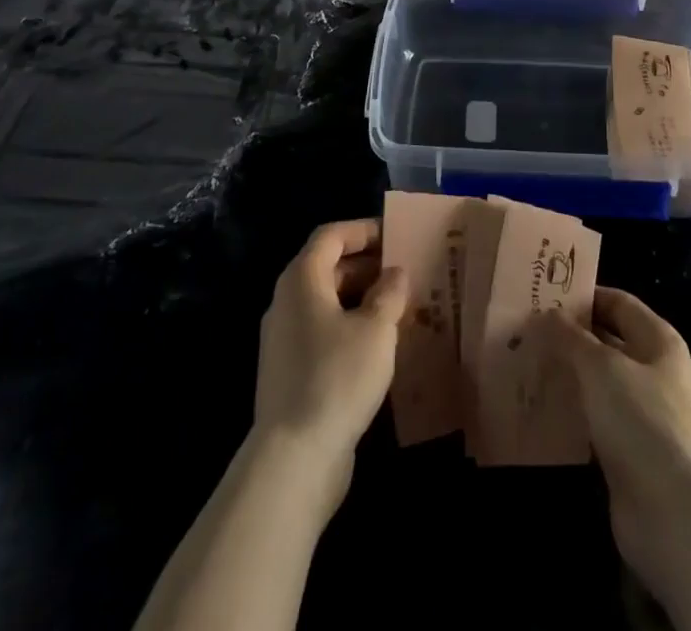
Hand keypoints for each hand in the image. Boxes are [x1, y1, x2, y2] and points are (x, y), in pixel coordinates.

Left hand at [254, 218, 407, 459]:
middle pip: (327, 267)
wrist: (293, 460)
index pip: (331, 236)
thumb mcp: (376, 329)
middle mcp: (287, 302)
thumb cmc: (337, 377)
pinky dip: (351, 327)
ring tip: (400, 307)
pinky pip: (324, 332)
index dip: (363, 230)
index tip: (396, 235)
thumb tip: (395, 273)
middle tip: (405, 271)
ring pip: (327, 303)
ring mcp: (285, 340)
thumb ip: (389, 293)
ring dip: (362, 299)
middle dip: (367, 265)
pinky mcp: (291, 372)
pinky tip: (381, 346)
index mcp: (302, 279)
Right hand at [542, 289, 690, 599]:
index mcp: (657, 341)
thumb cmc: (644, 423)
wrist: (680, 518)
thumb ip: (572, 338)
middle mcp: (652, 373)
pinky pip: (592, 424)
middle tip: (522, 330)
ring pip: (596, 385)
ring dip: (564, 377)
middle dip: (567, 338)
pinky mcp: (627, 455)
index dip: (583, 296)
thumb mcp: (602, 368)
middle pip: (605, 343)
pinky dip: (568, 416)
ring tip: (521, 366)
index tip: (542, 293)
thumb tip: (547, 314)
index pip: (617, 302)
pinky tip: (537, 411)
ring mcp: (641, 416)